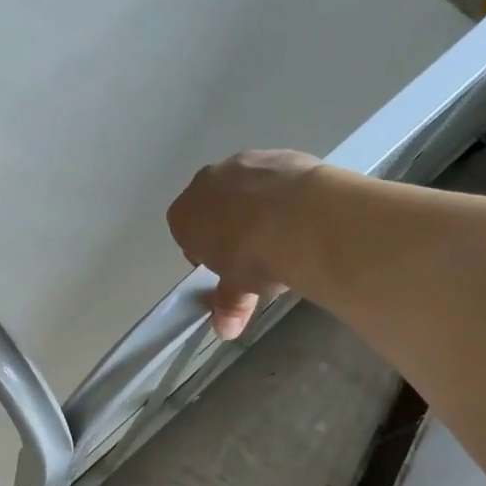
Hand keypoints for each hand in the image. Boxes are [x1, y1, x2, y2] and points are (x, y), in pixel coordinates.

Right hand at [166, 150, 327, 338]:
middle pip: (212, 206)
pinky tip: (301, 212)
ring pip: (242, 187)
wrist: (301, 219)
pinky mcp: (278, 153)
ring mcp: (242, 163)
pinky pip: (273, 176)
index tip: (227, 268)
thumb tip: (225, 331)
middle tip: (254, 251)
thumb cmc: (255, 258)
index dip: (206, 252)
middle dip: (228, 225)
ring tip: (283, 231)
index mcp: (183, 216)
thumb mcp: (239, 288)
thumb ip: (229, 304)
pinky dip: (283, 191)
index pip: (186, 234)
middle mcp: (205, 182)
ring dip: (256, 205)